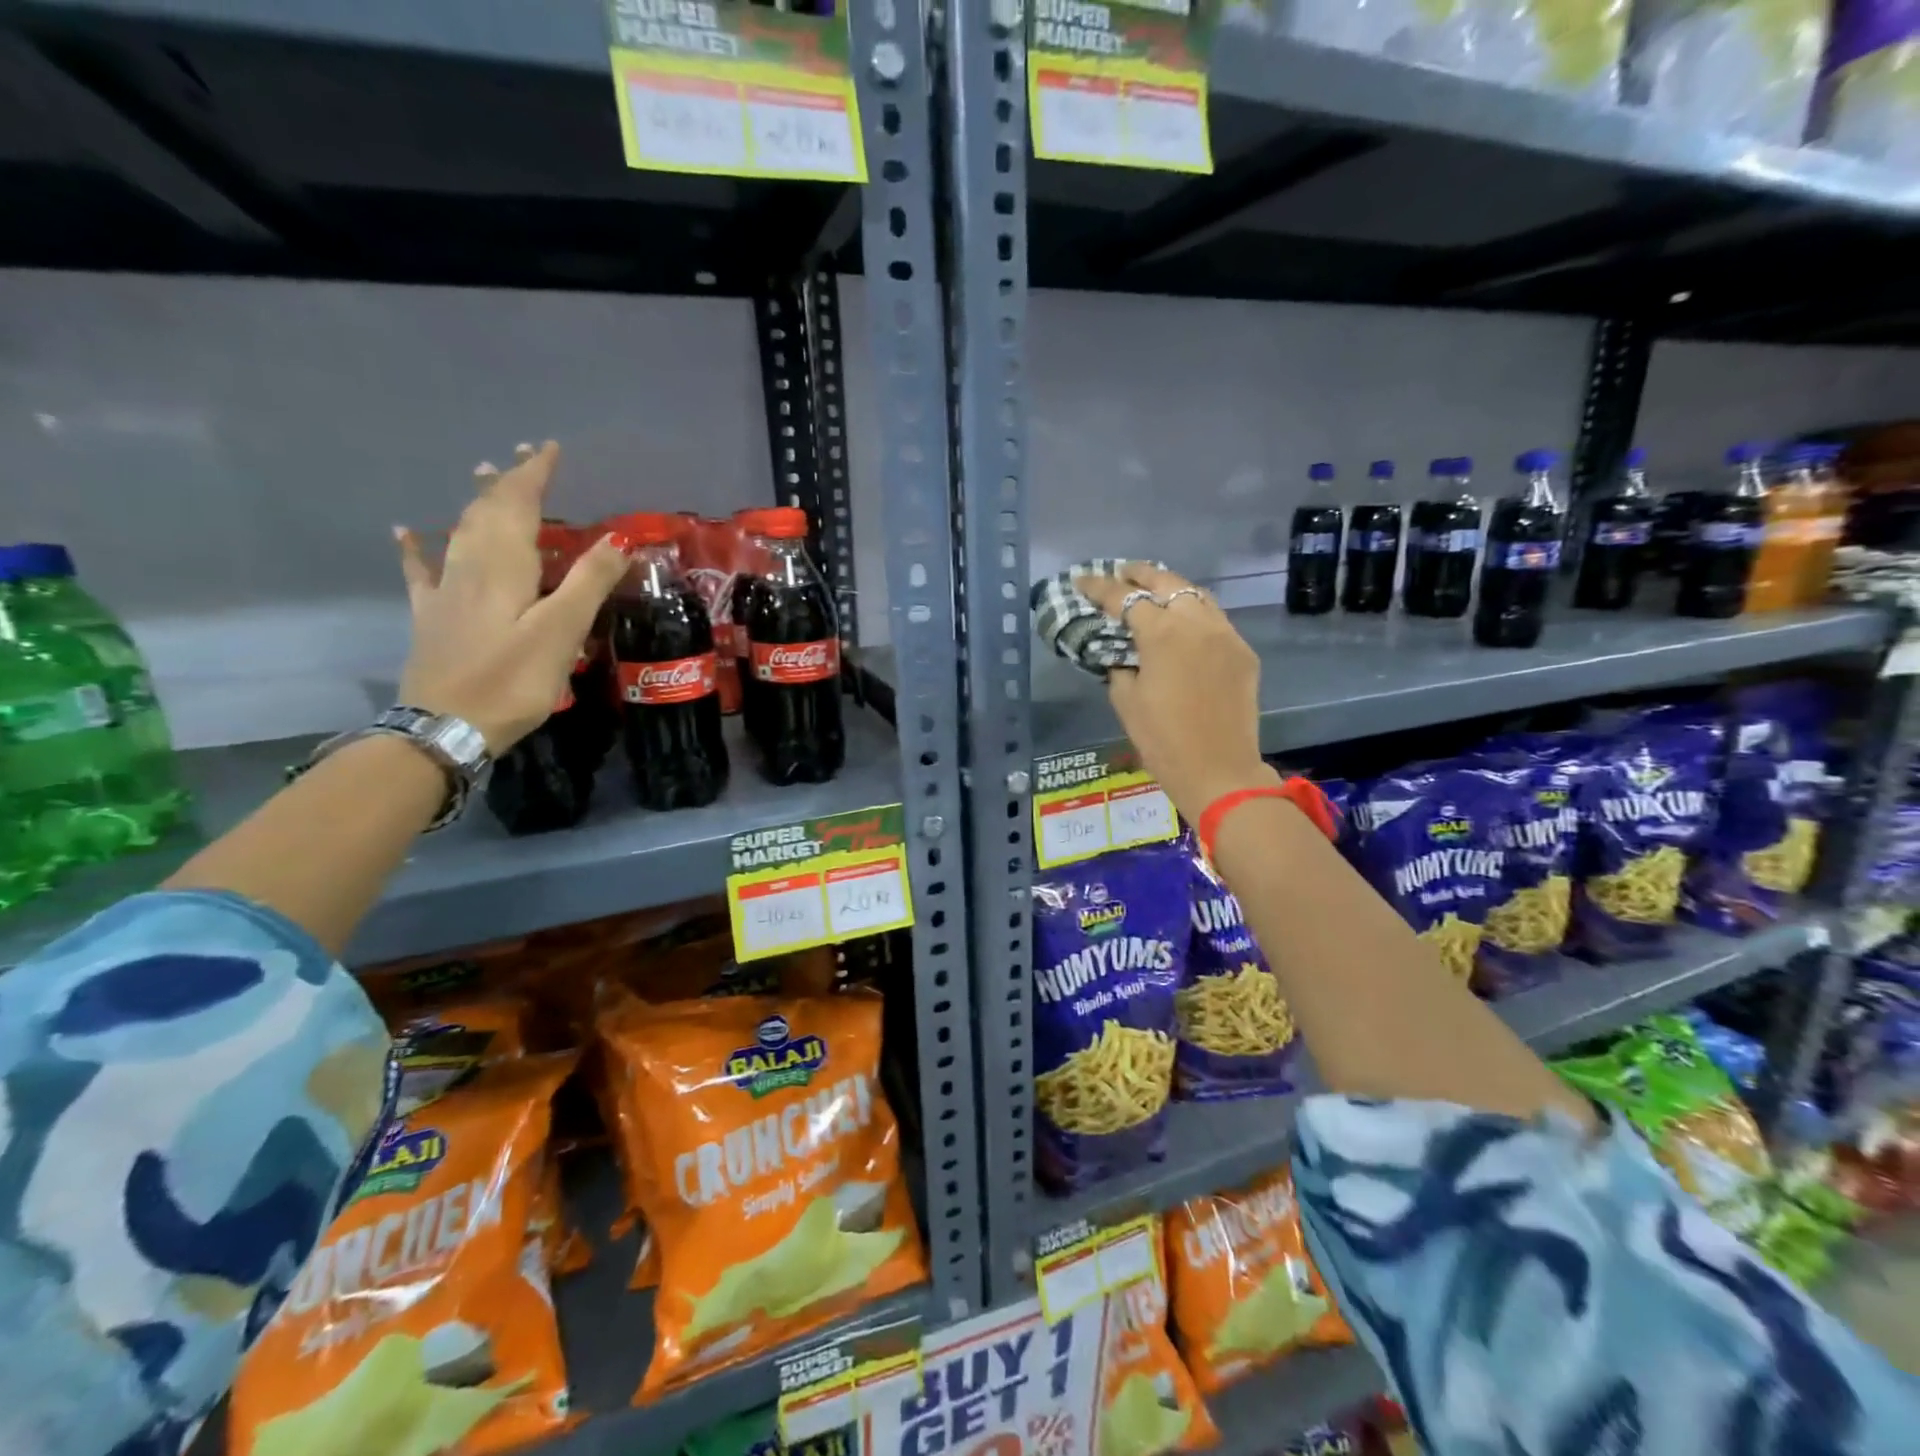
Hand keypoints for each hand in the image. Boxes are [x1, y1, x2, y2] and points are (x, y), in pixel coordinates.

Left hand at [394, 441, 630, 753]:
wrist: (445, 726)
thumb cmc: (512, 679)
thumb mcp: (562, 631)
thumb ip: (589, 582)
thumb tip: (618, 538)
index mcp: (503, 564)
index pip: (518, 503)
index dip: (534, 473)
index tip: (550, 447)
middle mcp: (470, 566)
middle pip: (487, 510)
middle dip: (508, 480)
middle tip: (525, 456)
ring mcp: (445, 591)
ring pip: (461, 531)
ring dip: (477, 502)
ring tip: (485, 478)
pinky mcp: (432, 617)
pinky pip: (423, 569)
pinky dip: (418, 546)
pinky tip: (407, 532)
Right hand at [1074, 563, 1277, 821]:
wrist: (1219, 770)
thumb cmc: (1162, 740)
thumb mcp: (1126, 701)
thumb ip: (1119, 666)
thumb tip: (1121, 653)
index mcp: (1162, 633)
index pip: (1123, 598)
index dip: (1099, 587)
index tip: (1082, 581)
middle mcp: (1196, 622)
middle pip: (1166, 582)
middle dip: (1139, 574)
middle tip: (1120, 574)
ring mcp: (1225, 634)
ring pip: (1196, 595)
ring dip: (1171, 588)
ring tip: (1151, 591)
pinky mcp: (1242, 651)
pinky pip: (1215, 619)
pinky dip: (1194, 612)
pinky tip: (1182, 622)